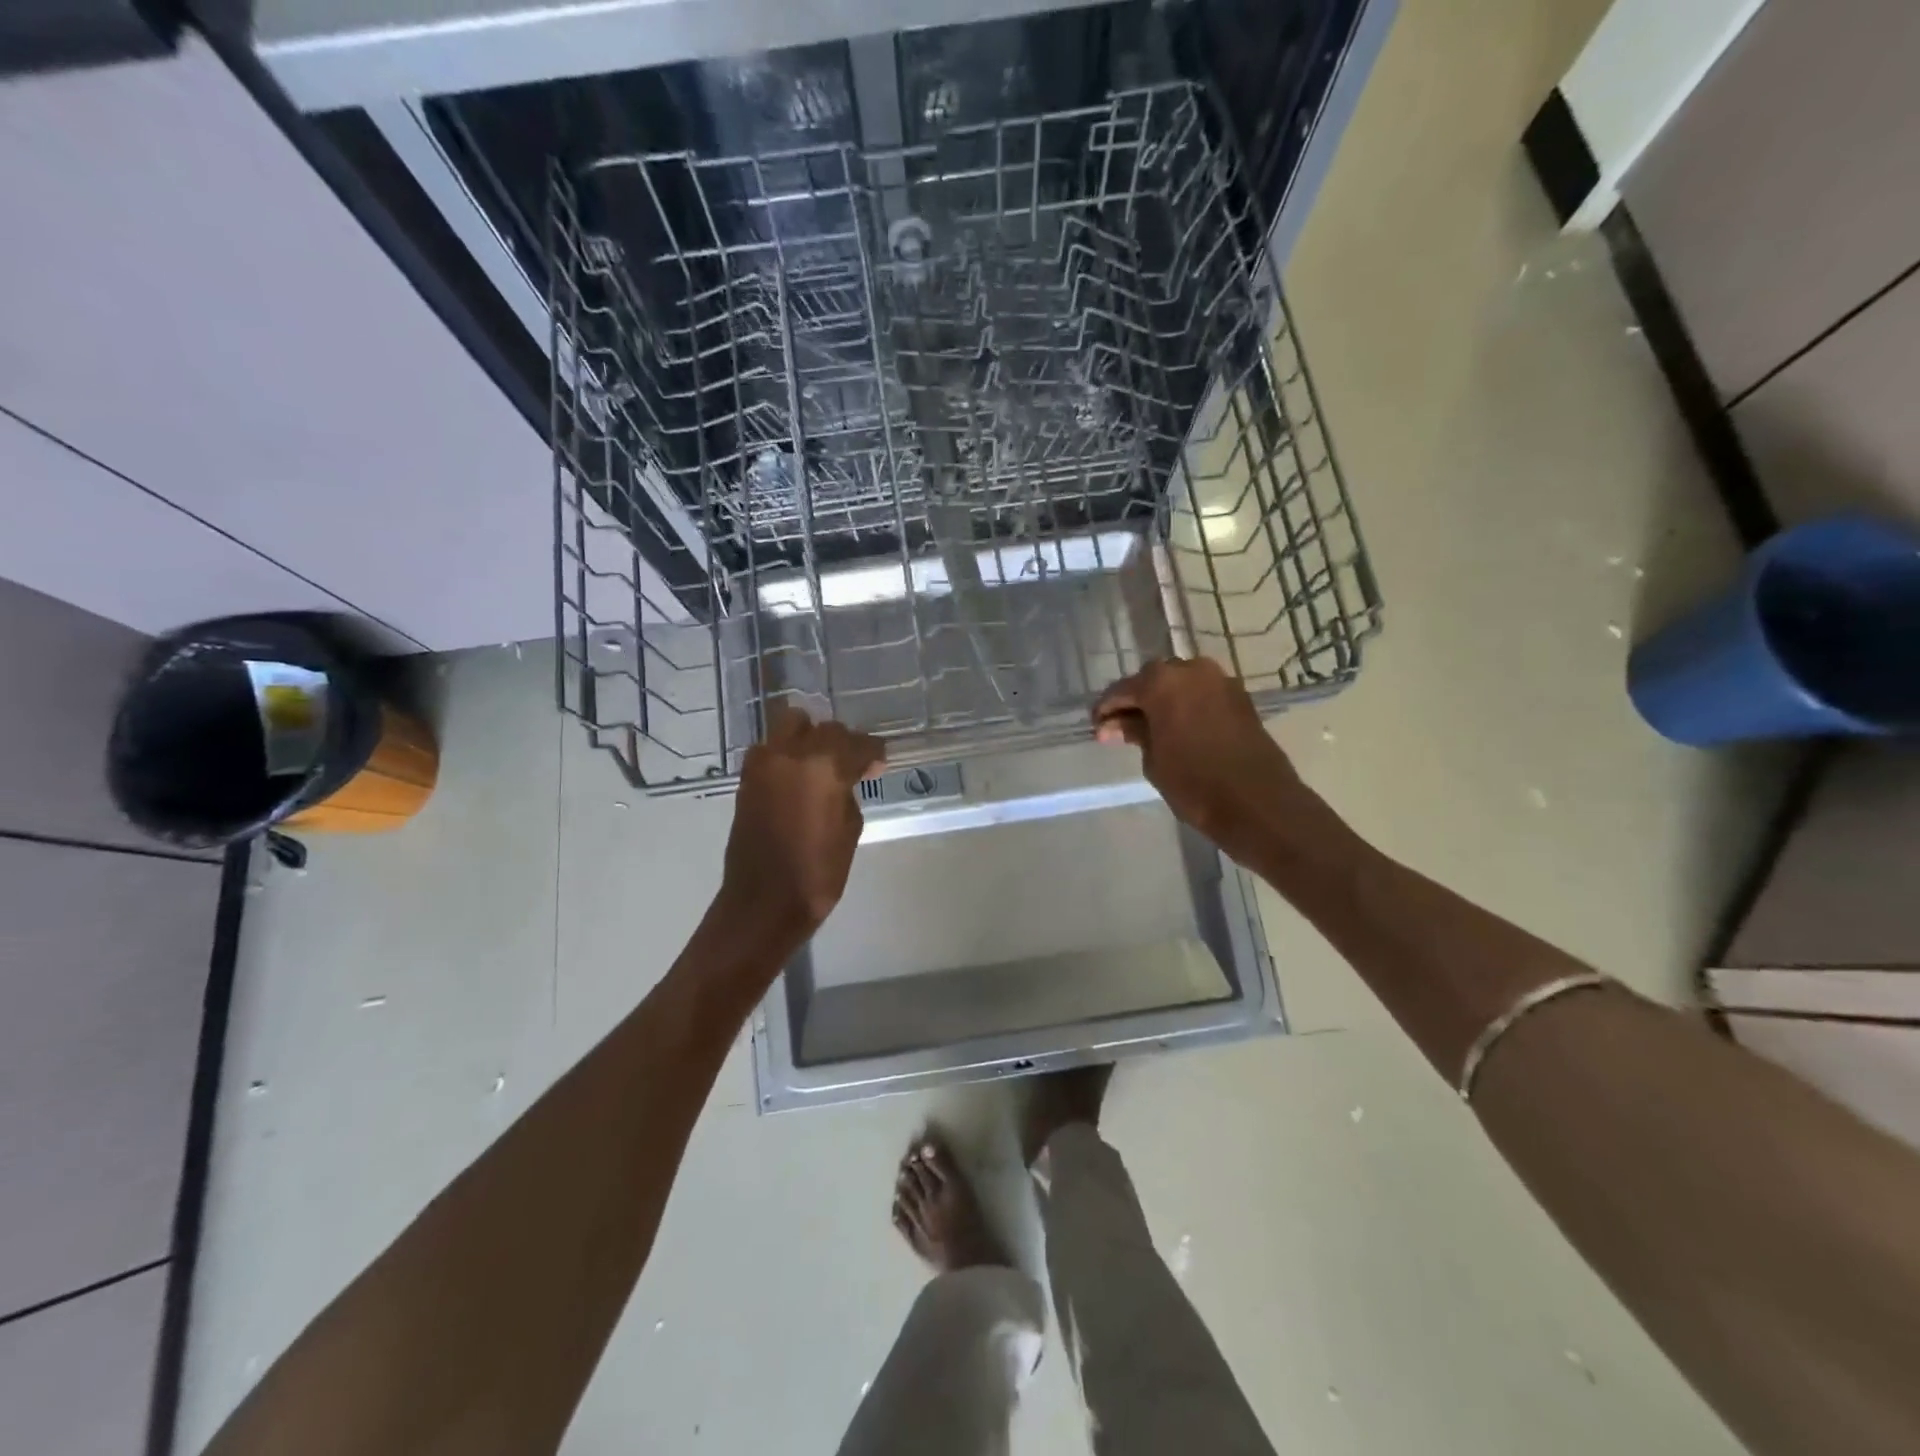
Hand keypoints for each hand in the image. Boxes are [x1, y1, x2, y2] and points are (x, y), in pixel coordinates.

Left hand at [719, 705, 884, 945]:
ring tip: (820, 764)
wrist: (764, 902)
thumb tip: (847, 779)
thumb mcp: (849, 830)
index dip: (872, 752)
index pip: (857, 744)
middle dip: (842, 742)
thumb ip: (849, 793)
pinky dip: (785, 754)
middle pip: (824, 728)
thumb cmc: (817, 872)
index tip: (879, 764)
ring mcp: (764, 764)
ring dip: (808, 738)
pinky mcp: (747, 779)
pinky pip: (770, 749)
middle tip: (853, 765)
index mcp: (824, 767)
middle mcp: (791, 754)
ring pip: (790, 726)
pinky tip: (797, 777)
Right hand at [1093, 658, 1305, 858]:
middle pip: (1153, 679)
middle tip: (1121, 729)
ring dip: (1162, 702)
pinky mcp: (1239, 697)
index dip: (1106, 709)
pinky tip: (1177, 729)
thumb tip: (1116, 724)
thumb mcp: (1154, 760)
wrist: (1258, 802)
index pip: (1122, 689)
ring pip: (1180, 684)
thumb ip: (1135, 733)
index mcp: (1162, 682)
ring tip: (1150, 730)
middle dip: (1136, 701)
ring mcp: (1220, 681)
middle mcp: (1192, 670)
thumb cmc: (1195, 783)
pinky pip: (1201, 694)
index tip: (1097, 728)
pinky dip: (1186, 706)